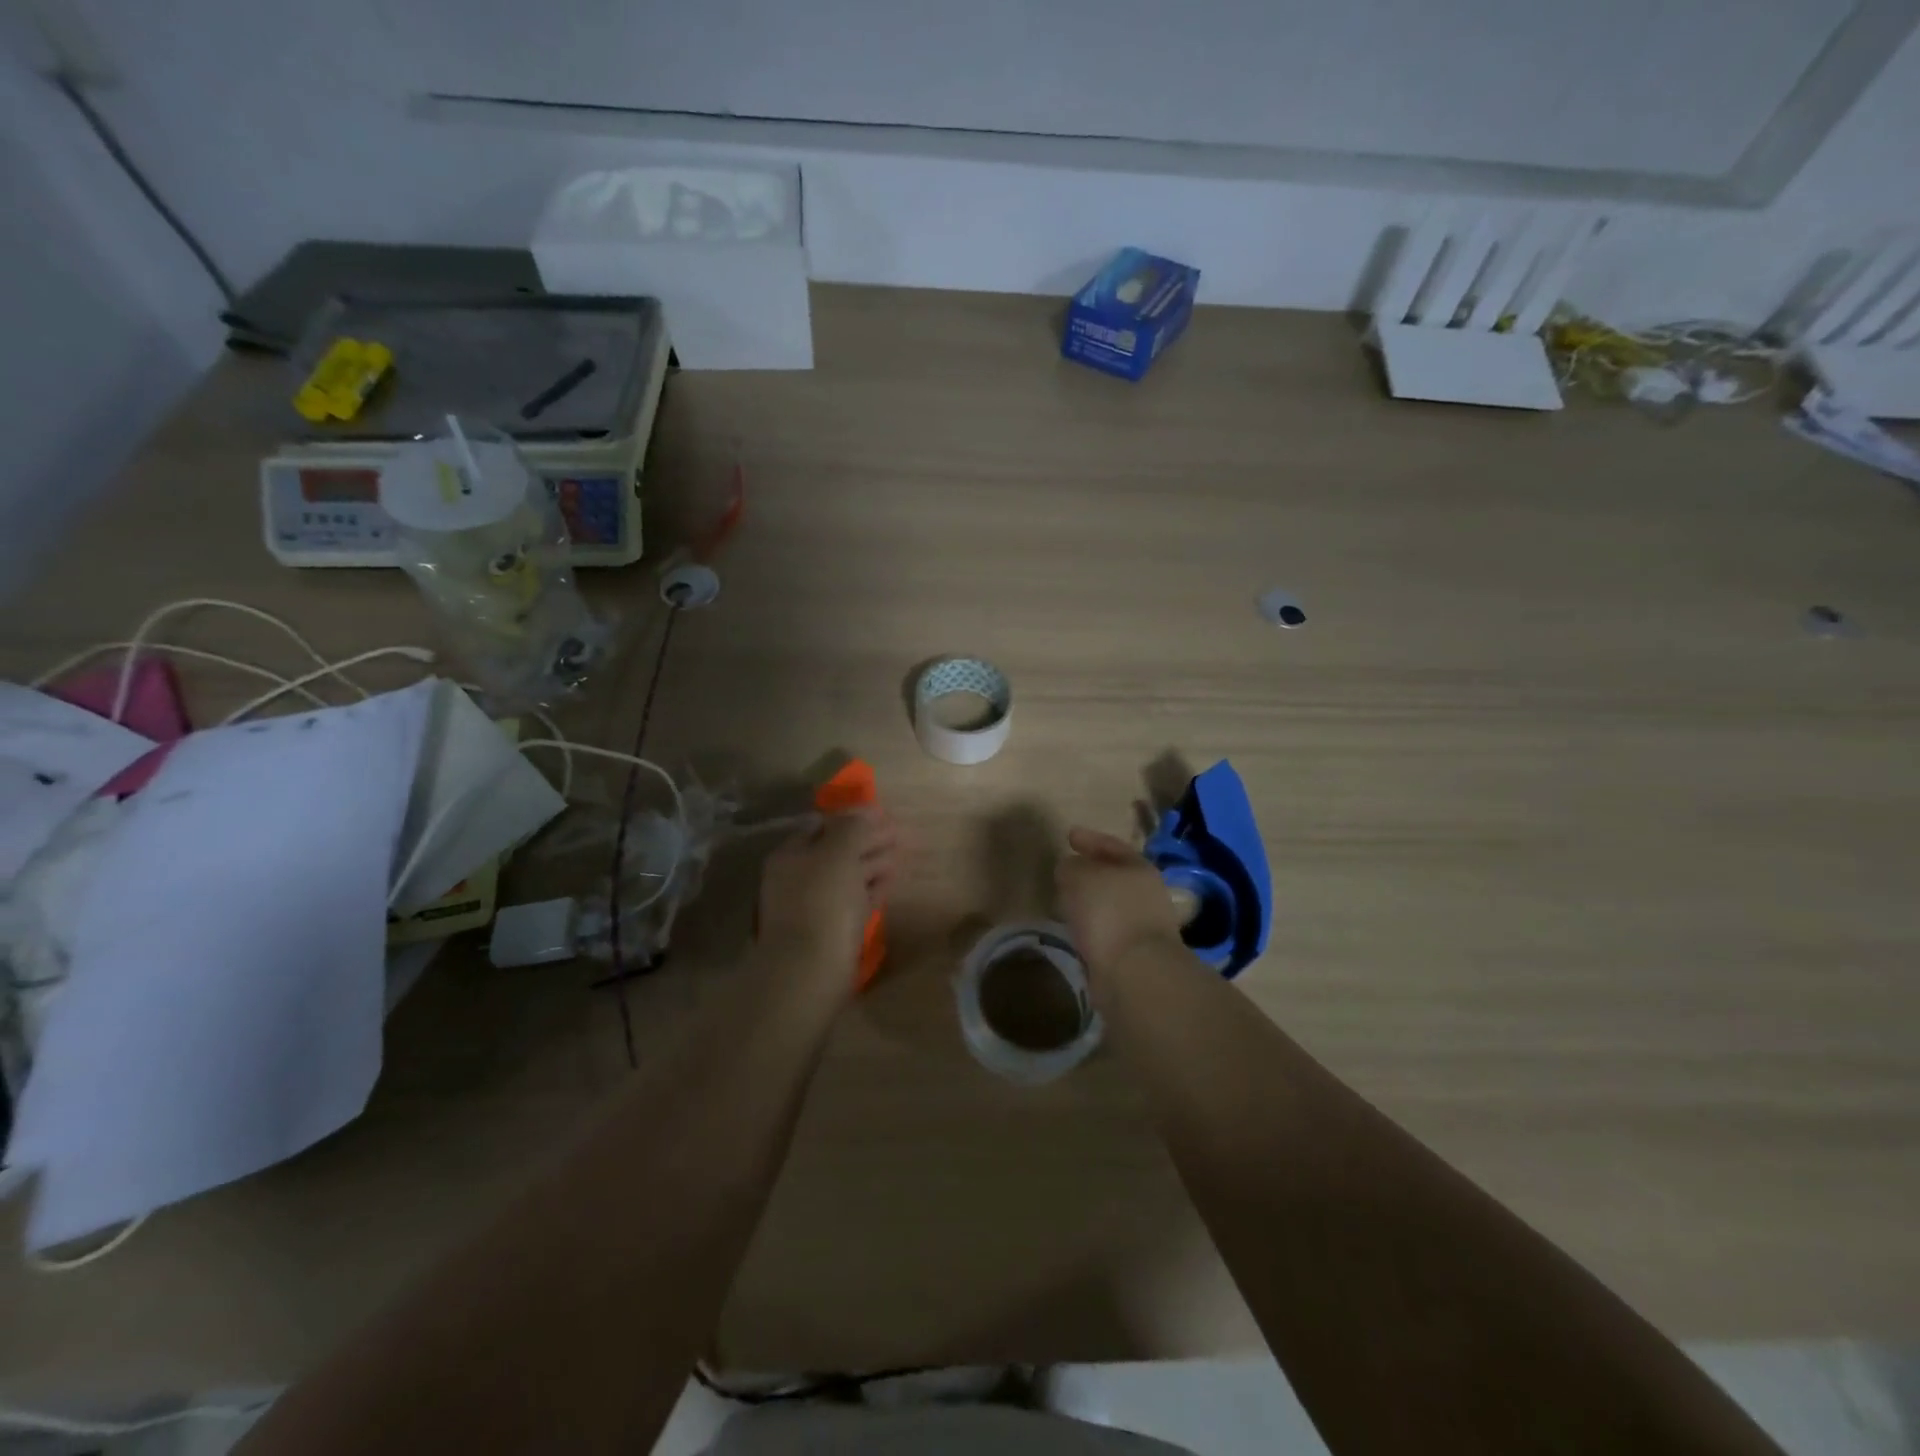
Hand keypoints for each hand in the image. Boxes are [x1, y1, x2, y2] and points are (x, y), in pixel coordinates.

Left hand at [757, 808, 897, 991]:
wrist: (809, 971)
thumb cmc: (823, 903)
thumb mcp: (839, 853)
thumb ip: (853, 828)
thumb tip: (866, 811)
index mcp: (791, 854)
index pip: (823, 825)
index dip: (854, 818)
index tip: (884, 816)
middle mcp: (797, 877)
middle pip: (836, 850)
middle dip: (867, 840)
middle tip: (899, 835)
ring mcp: (812, 905)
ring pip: (846, 876)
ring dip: (872, 864)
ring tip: (900, 857)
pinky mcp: (828, 931)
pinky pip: (851, 901)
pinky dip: (870, 890)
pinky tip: (888, 885)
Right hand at [1056, 825, 1185, 975]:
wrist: (1135, 972)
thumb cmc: (1110, 912)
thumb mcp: (1081, 877)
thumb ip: (1071, 867)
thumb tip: (1069, 868)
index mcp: (1139, 869)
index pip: (1112, 846)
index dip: (1090, 839)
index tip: (1069, 835)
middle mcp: (1146, 894)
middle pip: (1114, 876)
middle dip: (1090, 872)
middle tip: (1065, 869)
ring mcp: (1142, 925)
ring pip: (1108, 904)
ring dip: (1088, 902)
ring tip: (1063, 900)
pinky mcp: (1132, 953)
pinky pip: (1105, 930)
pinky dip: (1089, 926)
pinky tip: (1073, 928)